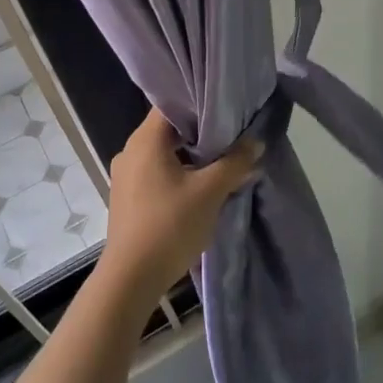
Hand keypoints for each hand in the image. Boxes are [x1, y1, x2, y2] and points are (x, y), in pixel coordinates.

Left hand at [100, 110, 261, 298]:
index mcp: (146, 140)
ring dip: (191, 156)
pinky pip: (157, 173)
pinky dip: (179, 173)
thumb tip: (256, 142)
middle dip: (202, 133)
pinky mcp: (128, 197)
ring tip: (222, 161)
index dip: (200, 103)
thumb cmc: (170, 225)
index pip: (172, 104)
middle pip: (170, 129)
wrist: (131, 278)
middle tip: (233, 135)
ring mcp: (126, 175)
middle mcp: (131, 150)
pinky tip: (201, 187)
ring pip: (164, 153)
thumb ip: (234, 163)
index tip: (227, 108)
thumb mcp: (210, 192)